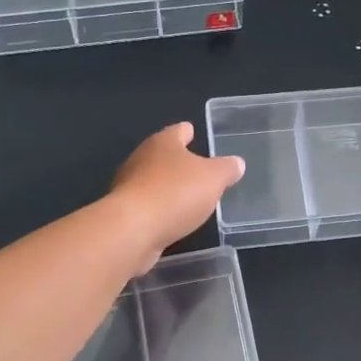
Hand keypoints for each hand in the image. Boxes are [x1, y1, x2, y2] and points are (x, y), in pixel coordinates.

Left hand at [108, 122, 244, 271]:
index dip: (187, 131)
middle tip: (195, 167)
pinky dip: (159, 209)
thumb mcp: (213, 178)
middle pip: (161, 155)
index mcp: (162, 143)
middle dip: (176, 160)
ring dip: (166, 186)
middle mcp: (141, 159)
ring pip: (152, 181)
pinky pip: (147, 206)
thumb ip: (226, 169)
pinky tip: (171, 218)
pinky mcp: (124, 213)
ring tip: (186, 195)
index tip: (192, 130)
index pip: (177, 131)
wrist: (132, 230)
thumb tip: (237, 163)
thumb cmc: (175, 193)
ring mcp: (128, 187)